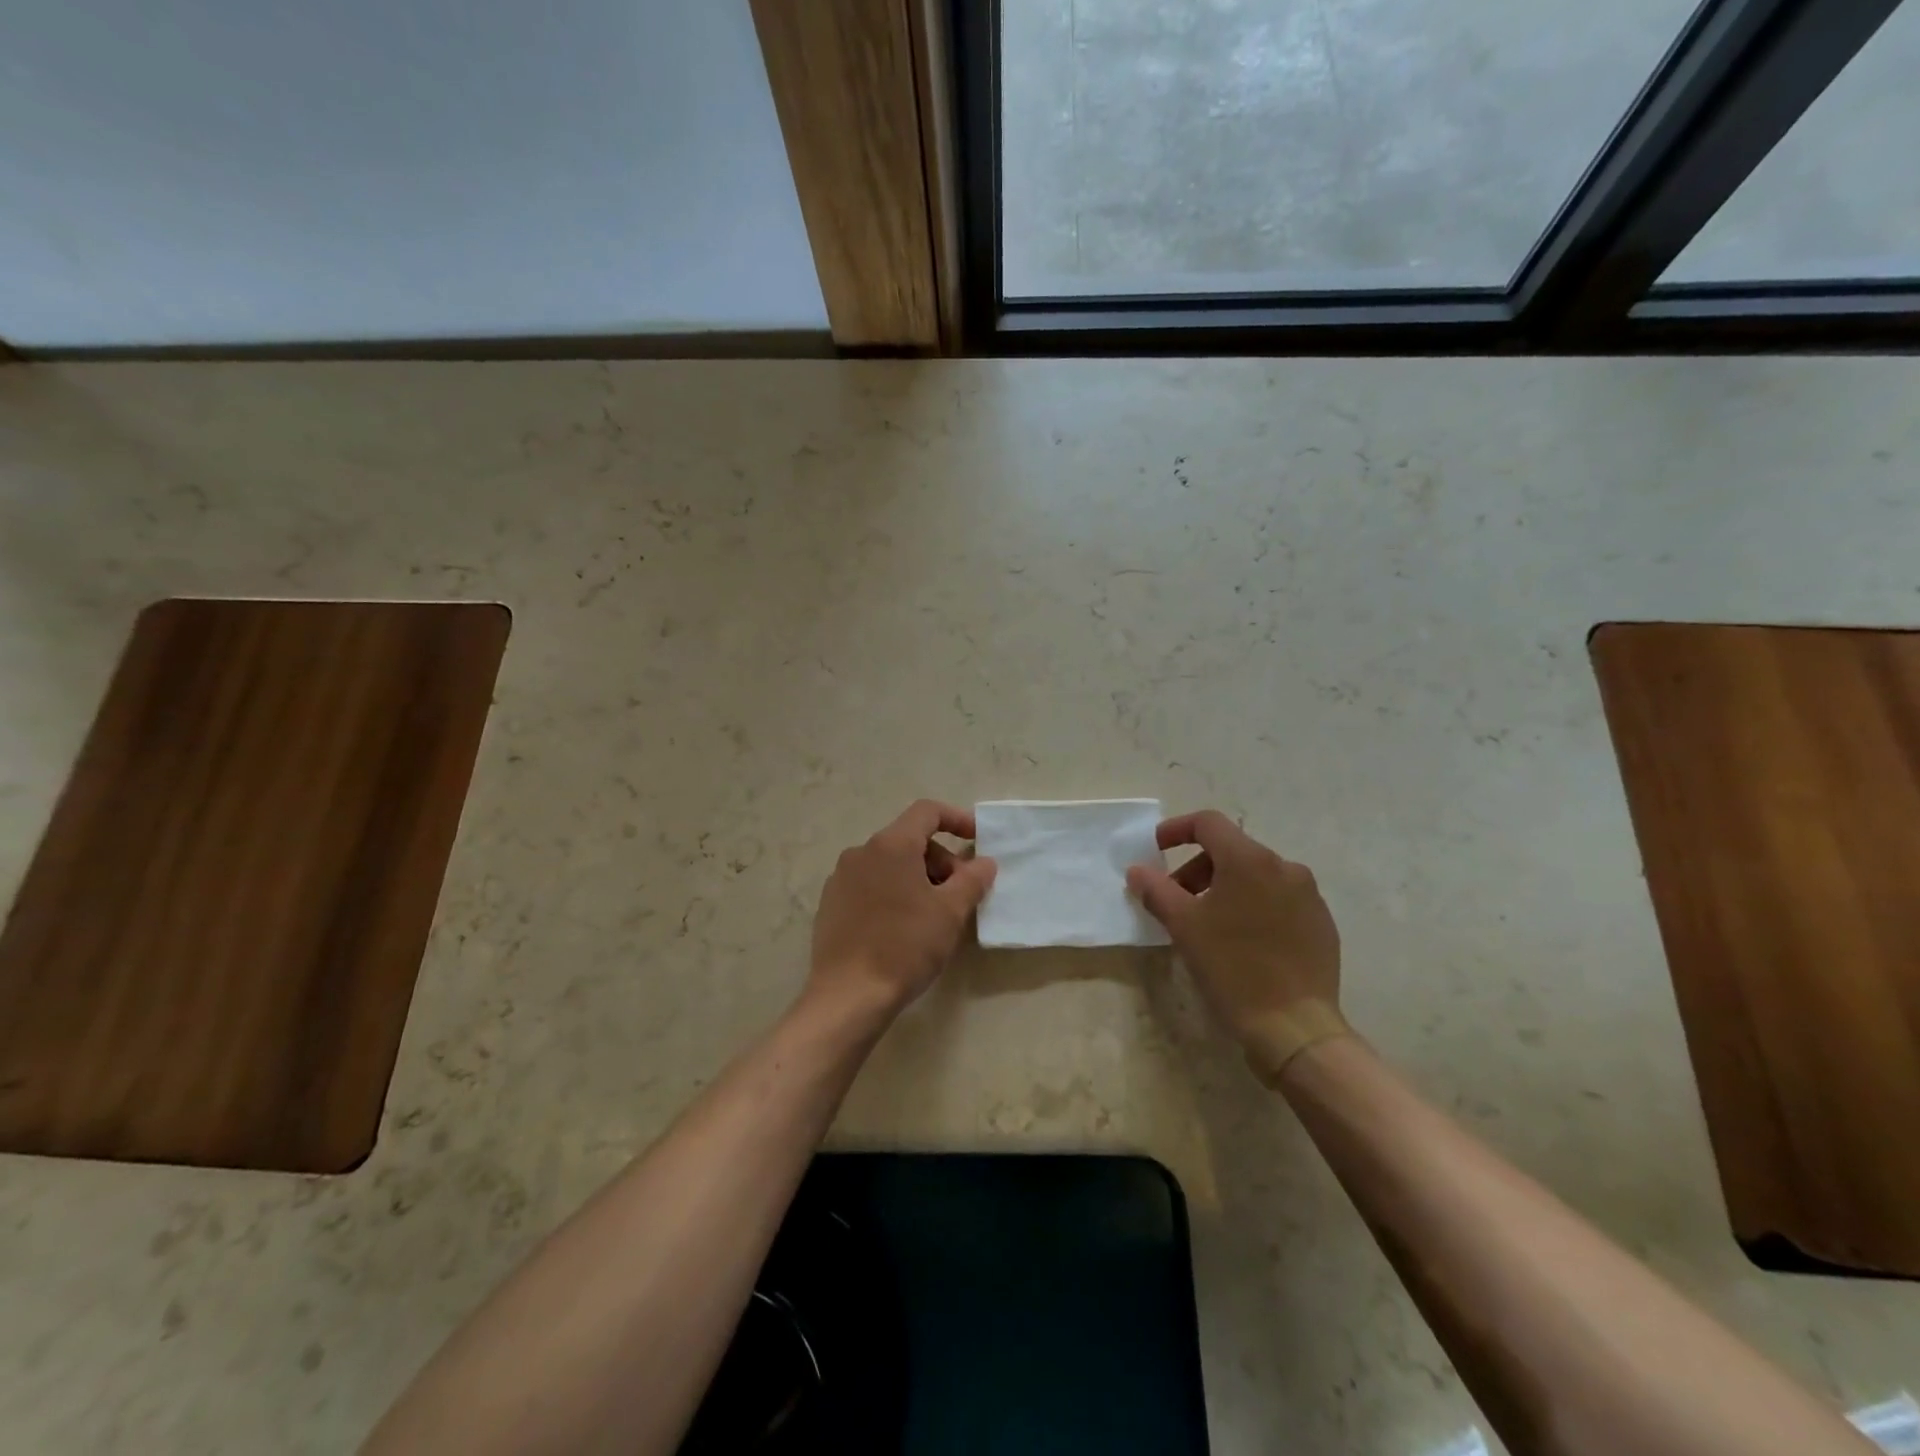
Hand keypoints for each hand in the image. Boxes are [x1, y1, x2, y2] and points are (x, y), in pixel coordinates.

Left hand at [808, 800, 996, 1023]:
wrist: (848, 996)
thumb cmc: (905, 947)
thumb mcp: (950, 913)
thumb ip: (972, 879)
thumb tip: (984, 862)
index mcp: (891, 845)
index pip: (927, 812)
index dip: (956, 819)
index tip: (976, 839)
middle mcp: (861, 852)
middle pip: (909, 840)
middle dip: (940, 860)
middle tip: (959, 895)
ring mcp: (841, 878)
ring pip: (889, 864)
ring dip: (918, 878)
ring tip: (933, 915)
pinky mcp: (830, 903)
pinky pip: (870, 884)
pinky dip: (893, 892)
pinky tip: (902, 928)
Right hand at [1127, 810, 1349, 1082]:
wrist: (1295, 1027)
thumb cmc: (1232, 968)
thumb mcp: (1183, 926)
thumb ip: (1156, 890)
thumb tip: (1138, 871)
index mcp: (1249, 860)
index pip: (1208, 823)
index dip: (1177, 829)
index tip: (1156, 848)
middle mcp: (1284, 867)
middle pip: (1231, 850)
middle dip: (1197, 869)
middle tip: (1177, 901)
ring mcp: (1308, 895)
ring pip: (1255, 876)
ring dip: (1224, 888)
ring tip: (1208, 924)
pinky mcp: (1321, 923)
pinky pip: (1279, 900)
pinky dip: (1253, 906)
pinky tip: (1242, 942)